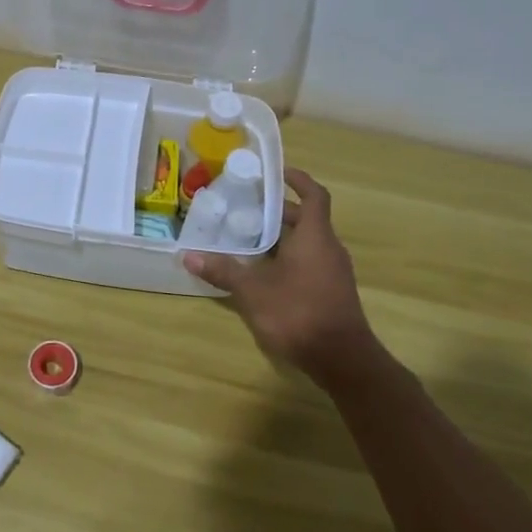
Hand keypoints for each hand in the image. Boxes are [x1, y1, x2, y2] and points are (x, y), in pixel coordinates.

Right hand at [183, 168, 375, 379]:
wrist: (341, 359)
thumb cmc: (298, 313)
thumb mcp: (254, 291)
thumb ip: (223, 271)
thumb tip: (189, 256)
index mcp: (315, 236)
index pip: (314, 195)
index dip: (298, 180)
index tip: (277, 172)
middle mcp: (328, 248)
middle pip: (306, 219)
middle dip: (278, 212)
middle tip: (247, 209)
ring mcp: (333, 271)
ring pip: (307, 243)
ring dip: (282, 237)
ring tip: (248, 239)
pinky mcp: (332, 292)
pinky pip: (309, 262)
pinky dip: (288, 259)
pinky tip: (264, 273)